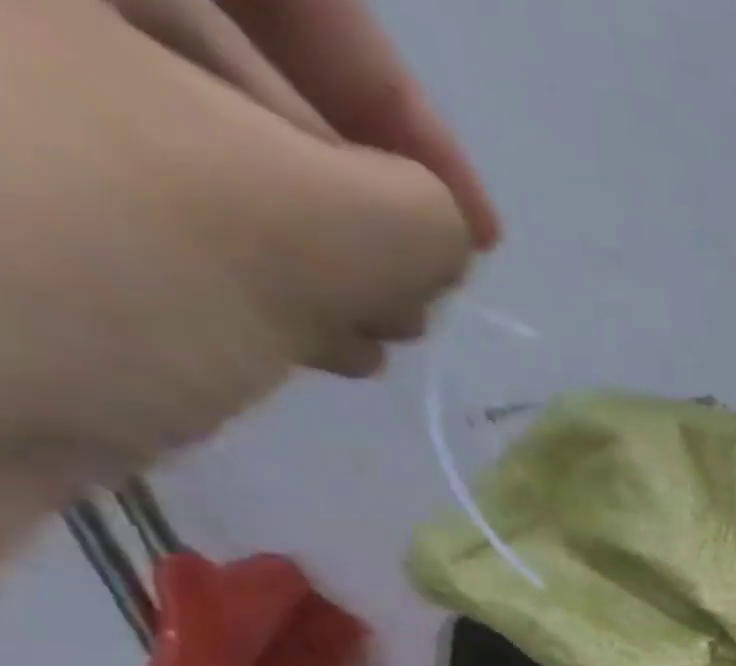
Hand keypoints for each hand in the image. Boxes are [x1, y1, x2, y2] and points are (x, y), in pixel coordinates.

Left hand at [0, 0, 489, 525]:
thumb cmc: (61, 256)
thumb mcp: (303, 225)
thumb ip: (419, 215)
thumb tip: (434, 231)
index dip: (399, 106)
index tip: (475, 231)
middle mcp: (1, 5)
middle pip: (219, 62)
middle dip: (347, 200)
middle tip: (408, 304)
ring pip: (177, 143)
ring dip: (301, 253)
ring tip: (364, 343)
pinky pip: (119, 200)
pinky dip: (222, 273)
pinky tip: (290, 348)